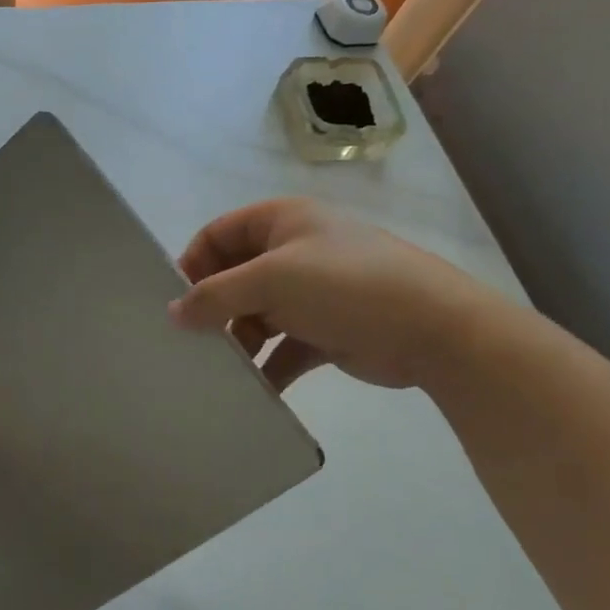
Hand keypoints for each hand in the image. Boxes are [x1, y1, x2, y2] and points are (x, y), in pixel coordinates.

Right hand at [170, 198, 502, 391]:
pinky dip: (267, 365)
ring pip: (257, 314)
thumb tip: (173, 314)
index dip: (193, 262)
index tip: (176, 301)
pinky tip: (254, 387)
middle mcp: (295, 251)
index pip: (219, 234)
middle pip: (235, 276)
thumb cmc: (344, 287)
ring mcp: (313, 292)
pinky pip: (283, 346)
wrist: (435, 330)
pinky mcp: (327, 330)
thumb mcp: (270, 281)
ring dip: (237, 340)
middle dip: (213, 307)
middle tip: (192, 338)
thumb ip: (214, 296)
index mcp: (282, 222)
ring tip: (220, 367)